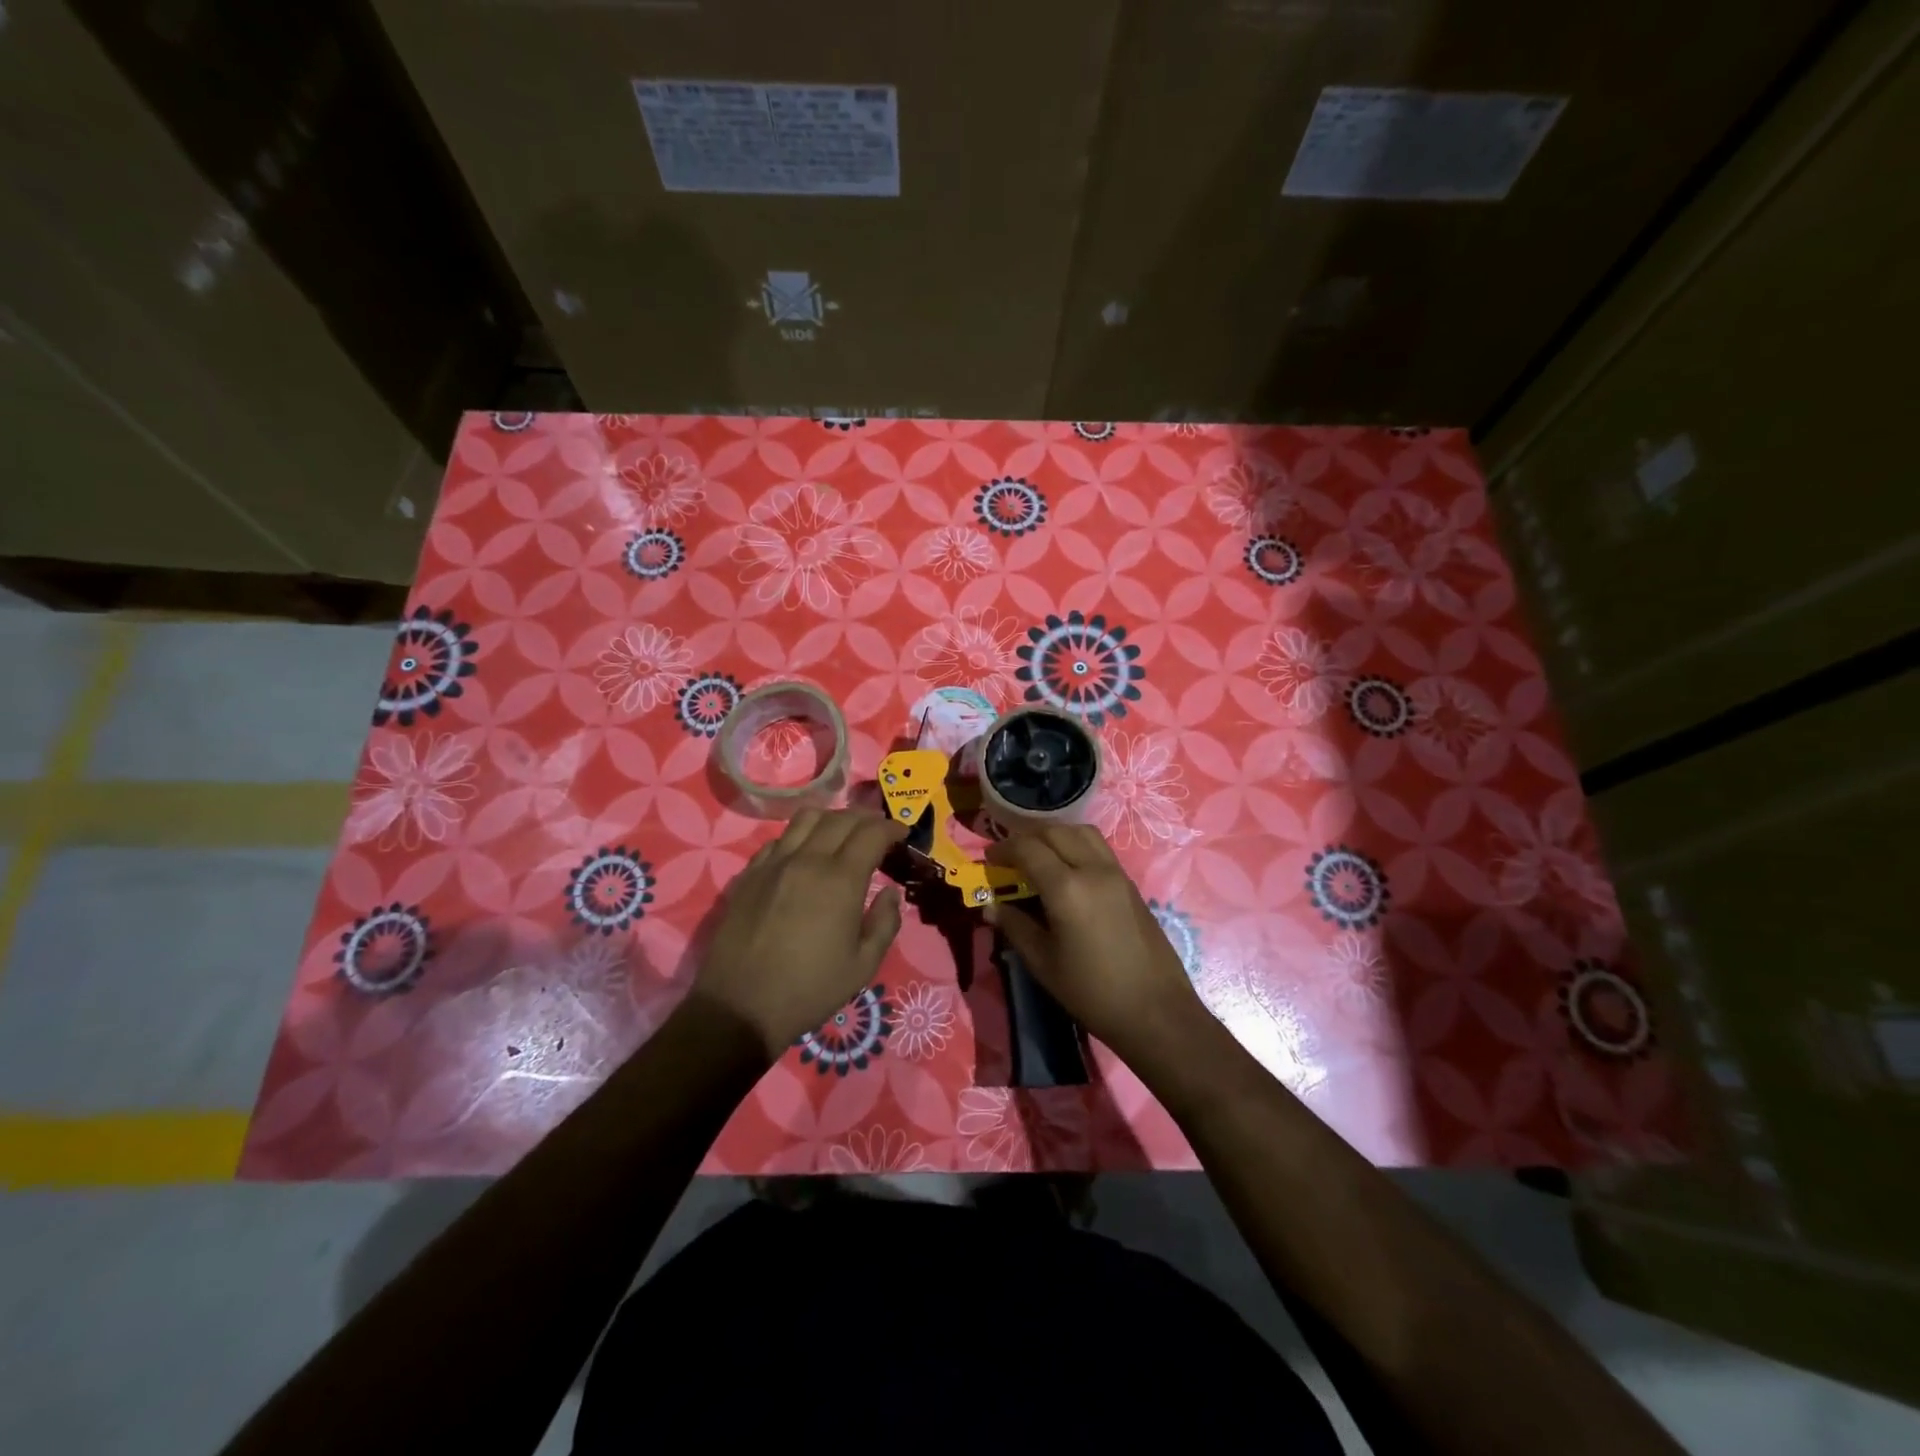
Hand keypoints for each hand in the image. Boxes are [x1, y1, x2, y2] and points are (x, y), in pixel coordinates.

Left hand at [695, 808, 906, 1058]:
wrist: (740, 1007)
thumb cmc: (809, 990)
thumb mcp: (863, 966)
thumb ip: (884, 924)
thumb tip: (890, 894)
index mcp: (840, 880)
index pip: (872, 833)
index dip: (891, 828)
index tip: (901, 835)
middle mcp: (807, 860)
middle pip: (841, 818)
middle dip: (866, 819)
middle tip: (877, 832)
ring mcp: (774, 863)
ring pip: (806, 818)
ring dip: (831, 819)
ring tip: (841, 835)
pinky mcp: (749, 874)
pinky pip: (779, 839)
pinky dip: (799, 837)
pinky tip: (804, 856)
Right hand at [984, 824, 1205, 1063]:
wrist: (1156, 1011)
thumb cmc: (1092, 991)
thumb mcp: (1043, 963)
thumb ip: (1015, 926)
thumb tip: (990, 907)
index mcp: (1067, 888)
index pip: (1028, 849)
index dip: (1003, 849)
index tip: (988, 860)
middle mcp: (1093, 869)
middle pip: (1055, 832)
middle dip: (1027, 838)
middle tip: (1010, 858)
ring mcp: (1116, 873)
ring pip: (1081, 832)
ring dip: (1055, 836)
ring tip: (1039, 857)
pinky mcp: (1130, 883)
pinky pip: (1098, 848)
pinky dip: (1076, 845)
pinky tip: (1067, 871)